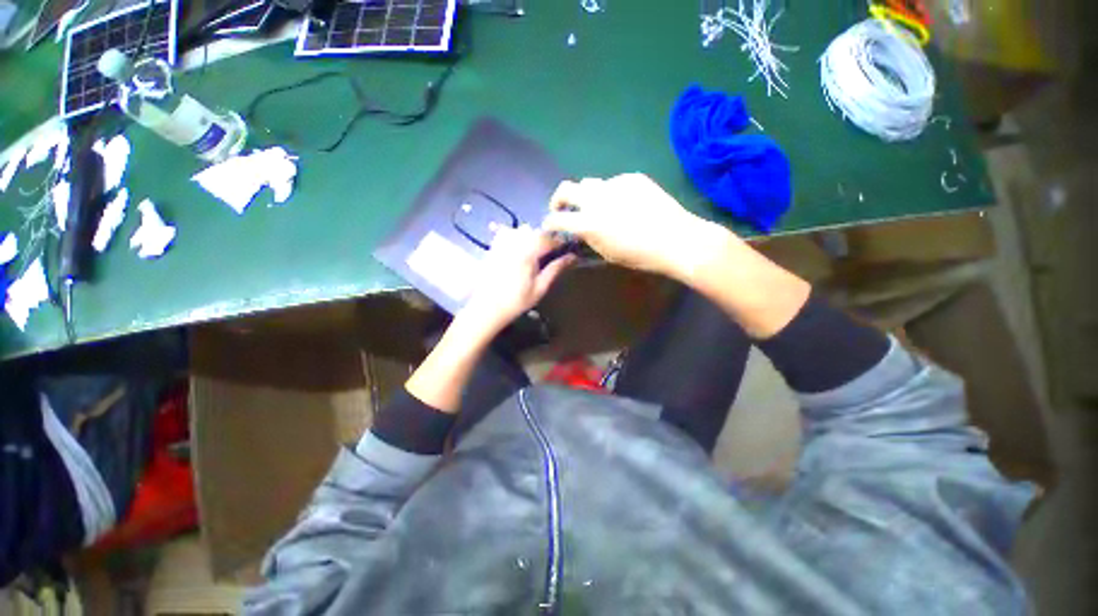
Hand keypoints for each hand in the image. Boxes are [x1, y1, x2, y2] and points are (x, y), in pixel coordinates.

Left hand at [457, 225, 574, 338]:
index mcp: (528, 252)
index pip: (549, 239)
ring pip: (522, 230)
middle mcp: (515, 242)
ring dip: (532, 236)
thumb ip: (555, 269)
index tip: (568, 246)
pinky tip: (518, 249)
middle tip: (552, 252)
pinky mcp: (493, 246)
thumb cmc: (516, 301)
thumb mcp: (540, 288)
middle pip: (536, 231)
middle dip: (547, 239)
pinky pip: (507, 233)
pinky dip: (516, 236)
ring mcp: (502, 242)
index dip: (561, 241)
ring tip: (535, 252)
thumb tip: (572, 257)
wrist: (486, 307)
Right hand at [542, 173, 729, 278]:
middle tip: (563, 208)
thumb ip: (588, 238)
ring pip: (589, 183)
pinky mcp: (632, 178)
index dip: (549, 223)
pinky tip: (625, 204)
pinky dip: (611, 193)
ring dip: (586, 195)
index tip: (549, 226)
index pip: (556, 219)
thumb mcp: (607, 253)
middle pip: (566, 188)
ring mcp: (614, 185)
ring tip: (597, 205)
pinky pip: (614, 183)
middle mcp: (596, 199)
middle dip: (559, 199)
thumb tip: (579, 231)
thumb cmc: (640, 255)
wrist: (676, 239)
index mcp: (588, 223)